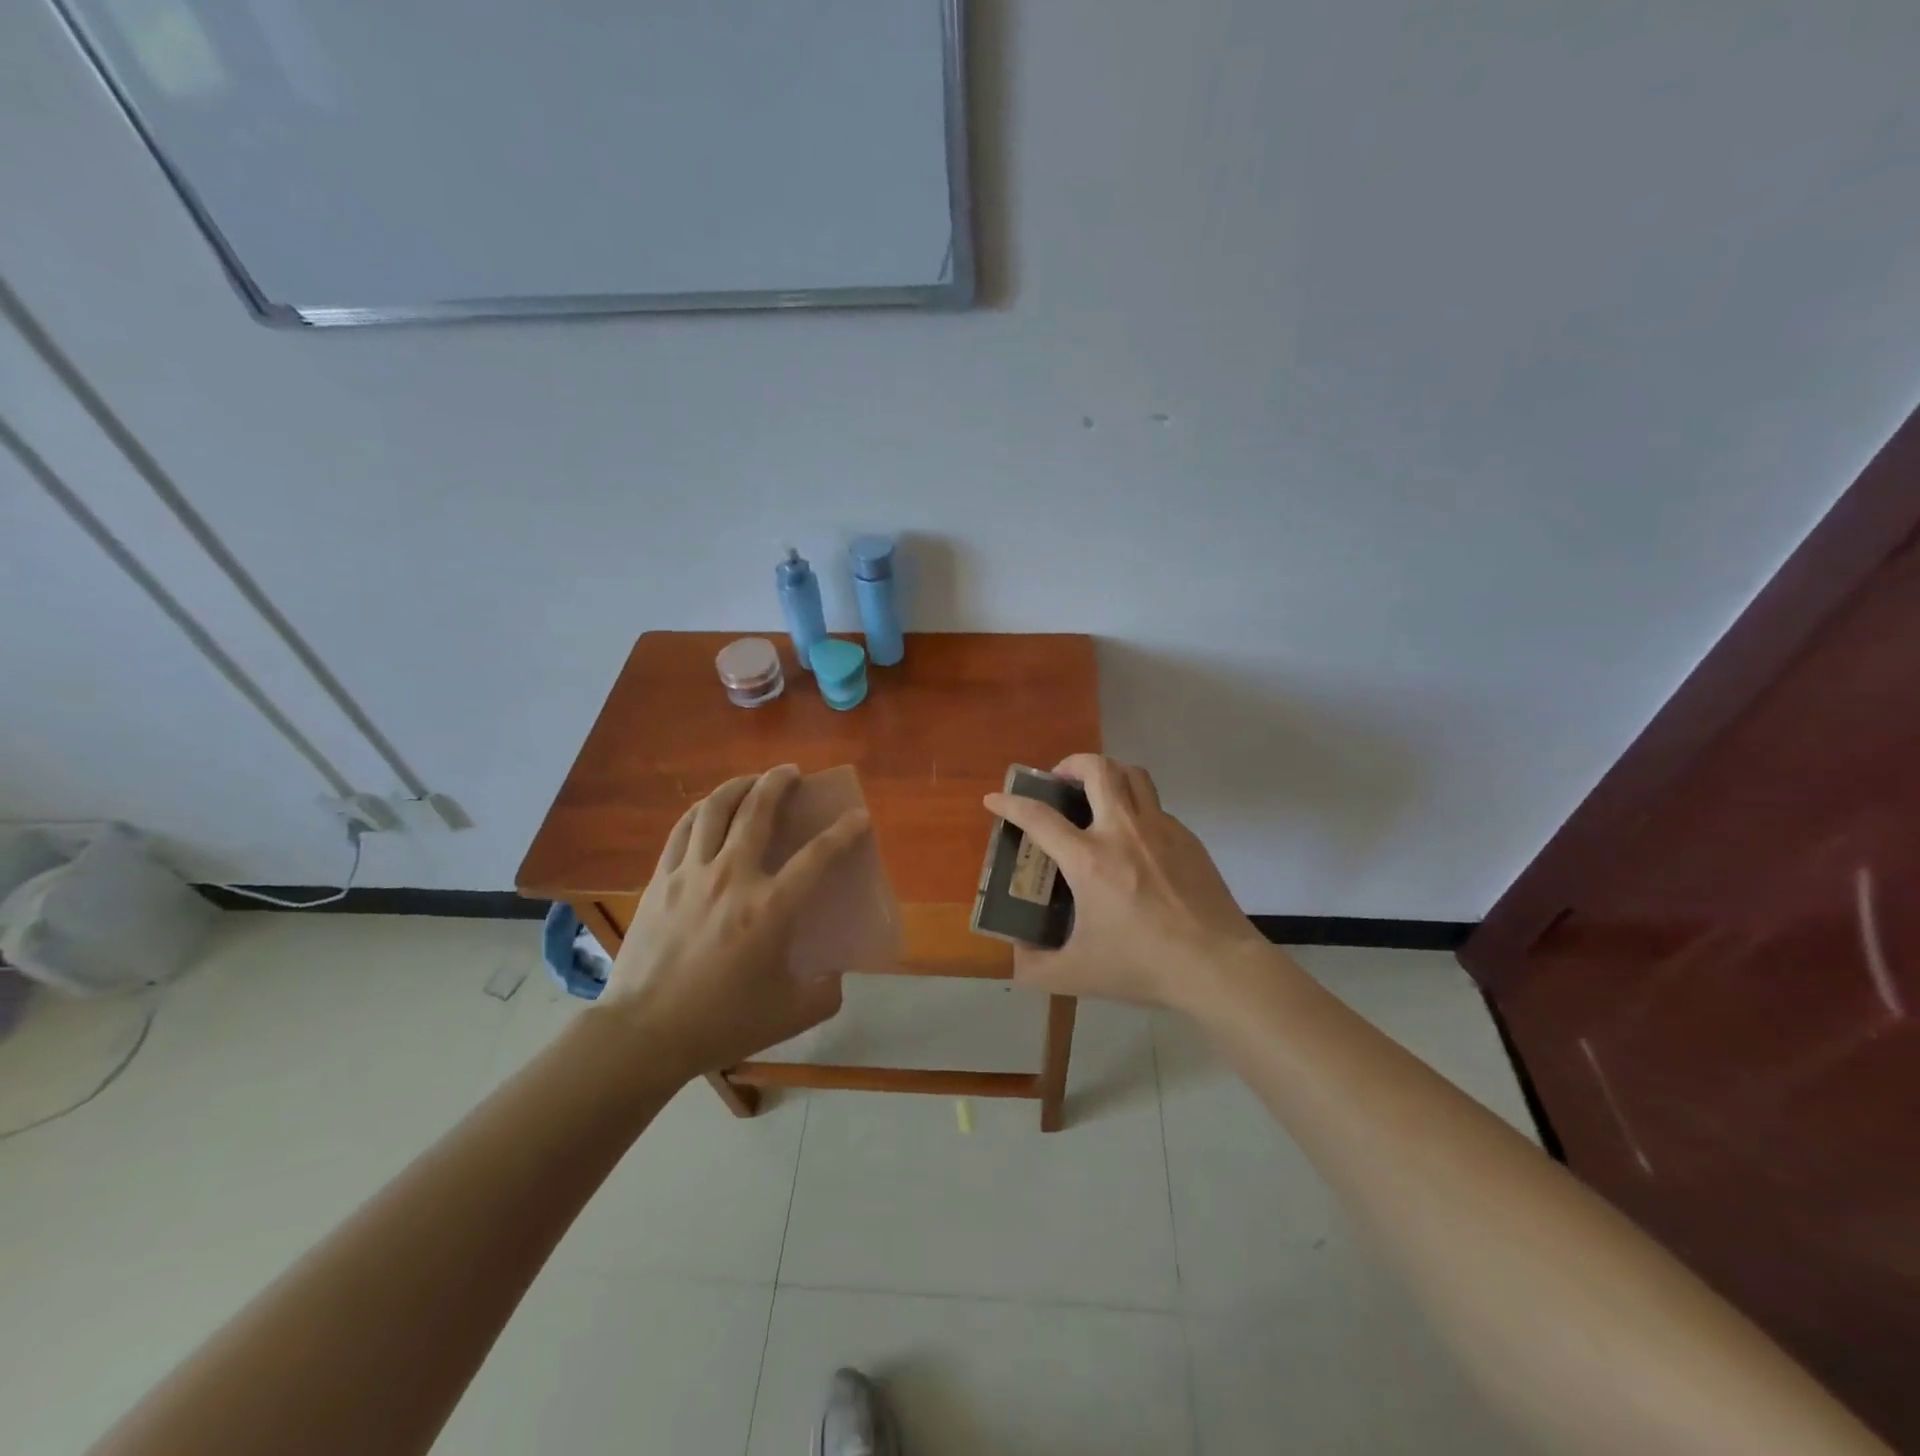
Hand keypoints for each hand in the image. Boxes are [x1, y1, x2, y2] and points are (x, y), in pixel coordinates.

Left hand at [595, 765, 869, 1078]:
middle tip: (792, 772)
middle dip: (780, 782)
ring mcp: (691, 874)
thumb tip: (834, 972)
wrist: (644, 1033)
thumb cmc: (722, 1022)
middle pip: (758, 811)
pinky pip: (683, 829)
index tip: (858, 815)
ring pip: (716, 809)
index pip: (818, 855)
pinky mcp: (660, 880)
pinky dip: (702, 810)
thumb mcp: (791, 1015)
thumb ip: (825, 991)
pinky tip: (710, 808)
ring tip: (752, 780)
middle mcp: (732, 877)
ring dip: (739, 785)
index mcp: (770, 908)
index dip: (844, 831)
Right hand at [983, 754, 1267, 1011]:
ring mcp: (1160, 828)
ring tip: (1095, 793)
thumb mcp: (1078, 975)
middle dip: (1070, 763)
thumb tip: (1016, 959)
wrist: (1217, 965)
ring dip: (1107, 773)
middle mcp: (1123, 831)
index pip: (1039, 817)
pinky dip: (1135, 806)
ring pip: (1132, 775)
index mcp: (1089, 860)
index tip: (995, 799)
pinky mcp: (1187, 837)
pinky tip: (1133, 840)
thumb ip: (1036, 968)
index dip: (1010, 803)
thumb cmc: (1144, 965)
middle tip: (1058, 781)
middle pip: (1097, 768)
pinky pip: (1155, 805)